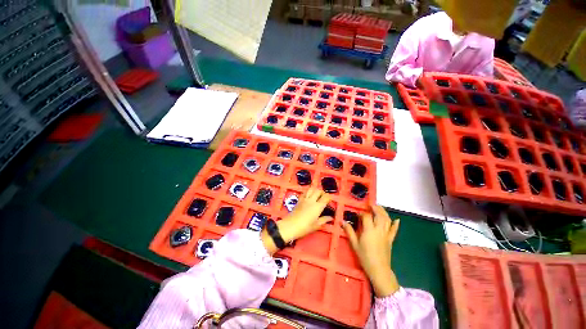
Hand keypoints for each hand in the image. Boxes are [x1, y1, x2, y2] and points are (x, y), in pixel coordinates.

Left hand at [261, 188, 332, 254]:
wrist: (290, 225)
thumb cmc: (305, 227)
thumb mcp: (316, 225)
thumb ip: (324, 220)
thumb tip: (330, 218)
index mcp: (318, 206)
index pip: (325, 197)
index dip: (329, 197)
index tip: (329, 201)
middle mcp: (312, 200)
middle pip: (318, 191)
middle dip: (322, 192)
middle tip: (323, 197)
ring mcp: (304, 199)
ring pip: (311, 189)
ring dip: (315, 190)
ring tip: (316, 195)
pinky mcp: (299, 199)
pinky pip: (305, 192)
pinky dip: (308, 192)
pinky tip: (308, 196)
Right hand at [343, 204, 400, 296]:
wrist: (379, 269)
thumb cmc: (365, 257)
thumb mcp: (354, 244)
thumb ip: (349, 231)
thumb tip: (343, 221)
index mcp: (369, 230)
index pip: (366, 216)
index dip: (362, 213)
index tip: (358, 214)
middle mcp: (379, 229)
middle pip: (379, 215)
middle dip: (375, 208)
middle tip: (370, 205)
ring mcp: (386, 234)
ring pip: (387, 220)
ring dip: (384, 212)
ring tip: (379, 208)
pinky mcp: (390, 239)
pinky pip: (394, 230)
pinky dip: (396, 224)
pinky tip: (397, 220)